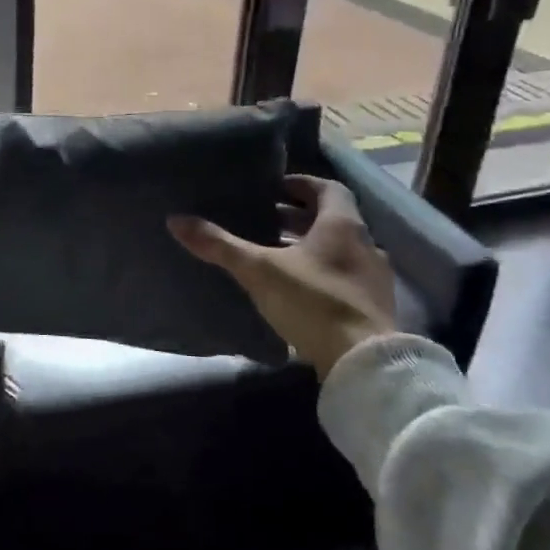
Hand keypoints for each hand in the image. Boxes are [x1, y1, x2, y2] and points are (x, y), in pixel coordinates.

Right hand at [169, 174, 395, 379]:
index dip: (300, 185)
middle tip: (263, 220)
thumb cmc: (313, 302)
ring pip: (339, 250)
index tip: (273, 189)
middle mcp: (365, 245)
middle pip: (332, 219)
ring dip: (310, 247)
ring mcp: (373, 278)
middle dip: (297, 218)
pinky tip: (296, 289)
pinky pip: (344, 277)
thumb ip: (220, 245)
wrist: (365, 364)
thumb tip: (176, 220)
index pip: (327, 188)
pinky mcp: (373, 308)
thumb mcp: (259, 270)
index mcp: (342, 225)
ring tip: (274, 254)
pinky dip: (321, 273)